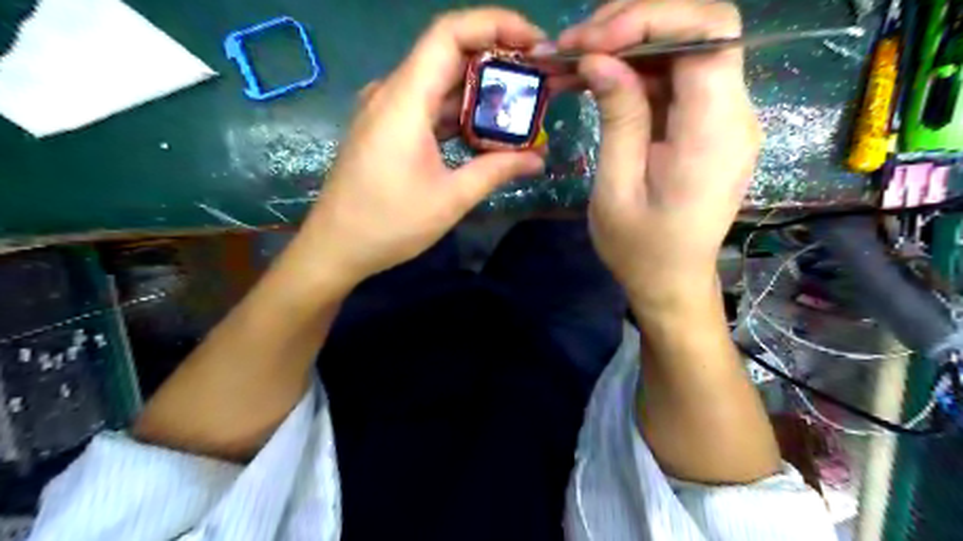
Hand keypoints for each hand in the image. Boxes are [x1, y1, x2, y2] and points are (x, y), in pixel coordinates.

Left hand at [293, 9, 547, 287]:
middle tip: (538, 78)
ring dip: (479, 88)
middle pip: (447, 53)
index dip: (495, 24)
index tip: (535, 43)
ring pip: (439, 81)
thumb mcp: (450, 199)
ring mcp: (386, 110)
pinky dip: (459, 111)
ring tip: (520, 104)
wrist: (335, 247)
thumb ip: (496, 171)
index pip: (449, 33)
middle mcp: (392, 93)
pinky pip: (427, 105)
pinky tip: (485, 129)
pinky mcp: (386, 128)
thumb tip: (537, 160)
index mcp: (404, 100)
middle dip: (497, 58)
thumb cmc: (389, 224)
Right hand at [557, 0, 759, 307]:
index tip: (593, 42)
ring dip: (625, 47)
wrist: (672, 281)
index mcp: (714, 132)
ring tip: (571, 62)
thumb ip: (618, 118)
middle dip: (631, 25)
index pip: (709, 32)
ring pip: (681, 50)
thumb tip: (600, 58)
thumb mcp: (617, 189)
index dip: (651, 18)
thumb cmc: (641, 249)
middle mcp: (733, 113)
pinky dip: (633, 72)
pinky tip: (594, 81)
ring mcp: (723, 117)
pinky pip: (674, 80)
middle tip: (572, 47)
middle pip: (696, 30)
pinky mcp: (706, 125)